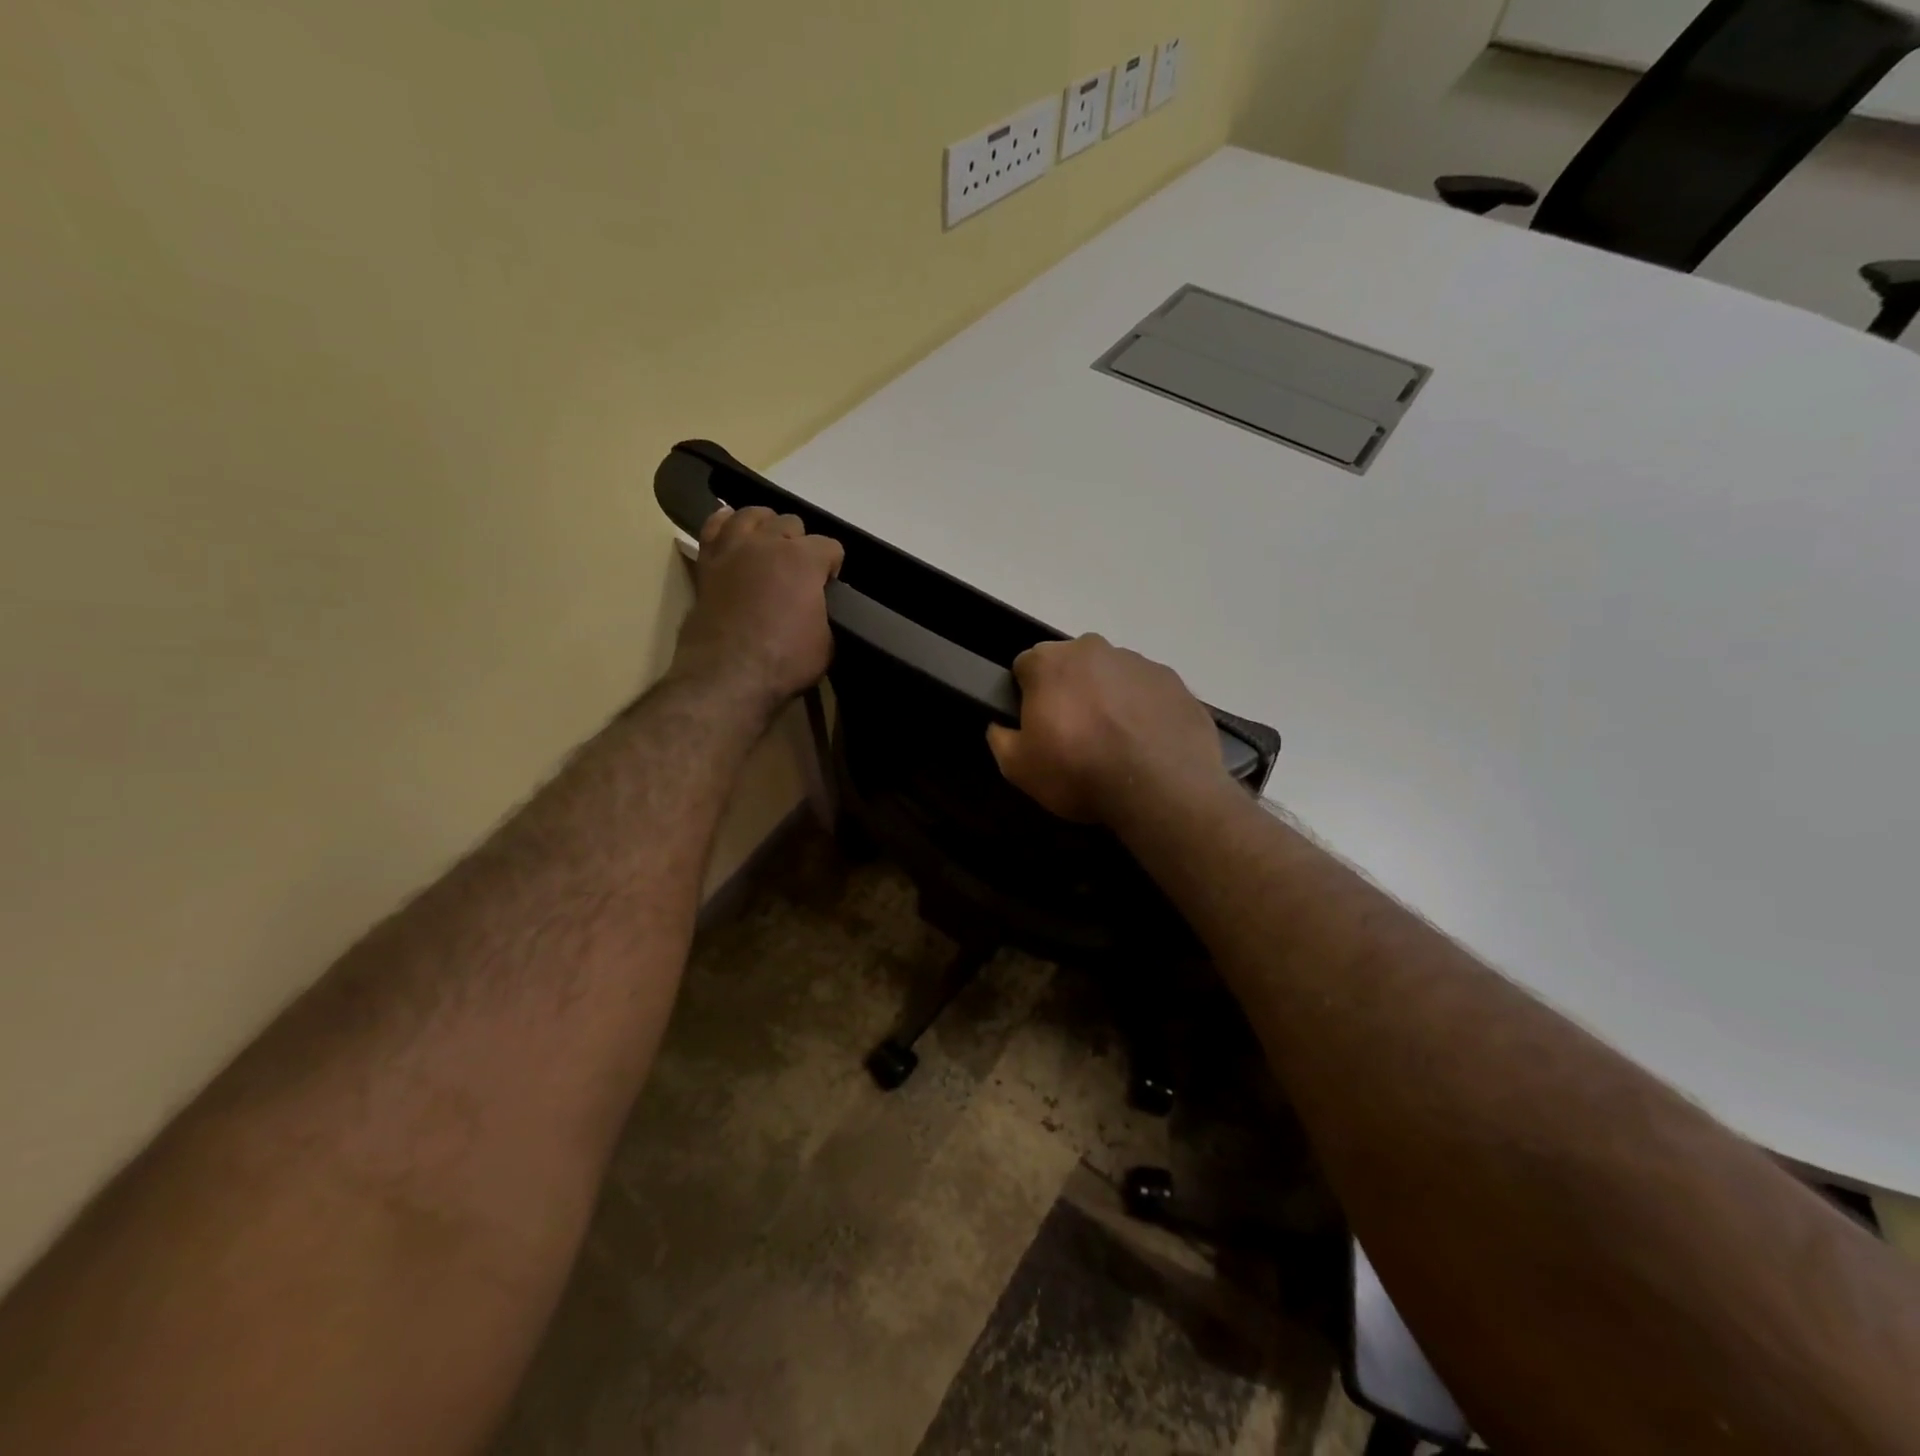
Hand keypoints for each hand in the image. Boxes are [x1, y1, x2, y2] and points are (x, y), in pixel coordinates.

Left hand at [671, 506, 844, 715]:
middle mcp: (768, 543)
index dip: (833, 566)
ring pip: (751, 515)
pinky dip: (725, 524)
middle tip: (799, 572)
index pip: (830, 546)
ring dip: (765, 526)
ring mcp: (733, 549)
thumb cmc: (784, 662)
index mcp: (804, 560)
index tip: (830, 586)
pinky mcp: (707, 563)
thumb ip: (823, 612)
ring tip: (769, 545)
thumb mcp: (826, 643)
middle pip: (790, 523)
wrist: (727, 677)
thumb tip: (815, 607)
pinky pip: (713, 527)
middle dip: (800, 543)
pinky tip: (732, 530)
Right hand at [986, 635, 1230, 825]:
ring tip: (1116, 745)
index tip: (1037, 726)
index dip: (1027, 696)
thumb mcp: (1018, 769)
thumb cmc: (1079, 771)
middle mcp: (1094, 649)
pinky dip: (1143, 711)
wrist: (1161, 787)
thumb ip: (1000, 739)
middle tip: (1076, 737)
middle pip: (1071, 665)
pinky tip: (1146, 745)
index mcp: (1050, 662)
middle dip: (1070, 692)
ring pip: (1112, 676)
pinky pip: (1148, 692)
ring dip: (1108, 699)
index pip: (1025, 666)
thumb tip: (1001, 726)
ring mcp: (1139, 662)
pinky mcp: (1174, 682)